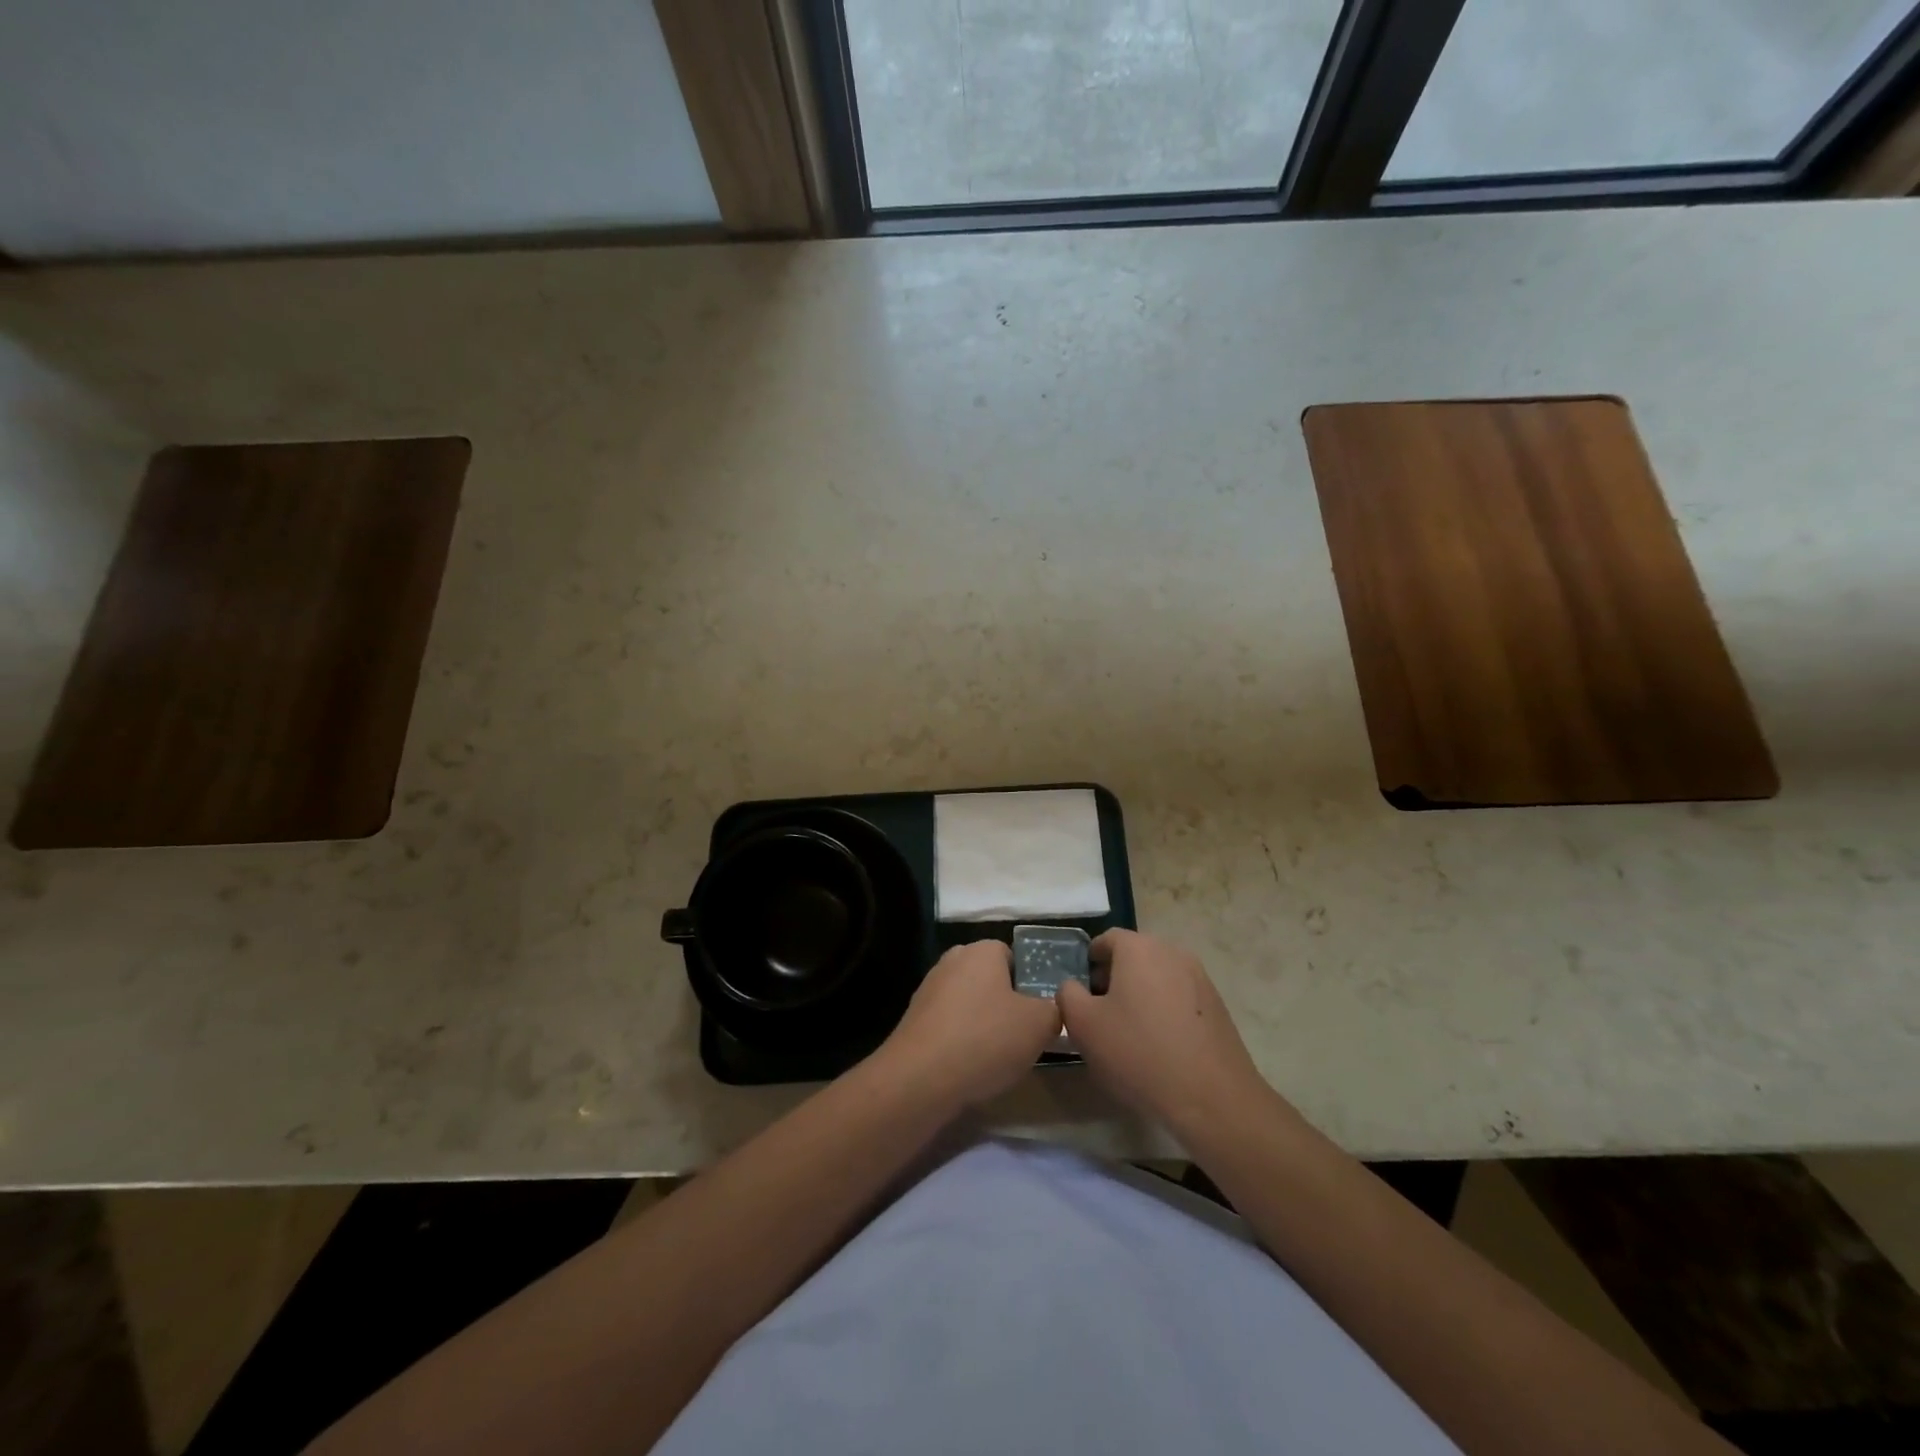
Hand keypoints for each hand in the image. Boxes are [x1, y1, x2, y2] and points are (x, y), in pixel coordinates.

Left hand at [876, 940, 1060, 1105]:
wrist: (920, 1078)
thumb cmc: (985, 1039)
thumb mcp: (1039, 1024)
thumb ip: (1054, 1010)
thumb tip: (1051, 1009)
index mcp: (981, 951)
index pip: (1013, 956)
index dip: (1030, 983)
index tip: (1040, 1012)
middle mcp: (952, 961)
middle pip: (990, 980)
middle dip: (1006, 1005)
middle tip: (1023, 1036)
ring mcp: (928, 990)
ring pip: (969, 1004)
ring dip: (983, 1025)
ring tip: (998, 1058)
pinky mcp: (914, 1020)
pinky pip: (949, 1026)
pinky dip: (961, 1042)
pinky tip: (970, 1068)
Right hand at [1058, 929, 1264, 1135]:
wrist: (1211, 1097)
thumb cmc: (1139, 1052)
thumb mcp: (1084, 1025)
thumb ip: (1068, 996)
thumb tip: (1073, 986)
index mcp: (1139, 948)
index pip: (1106, 939)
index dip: (1089, 962)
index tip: (1081, 991)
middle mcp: (1172, 952)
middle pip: (1134, 956)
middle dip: (1114, 978)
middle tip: (1100, 1013)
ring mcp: (1199, 978)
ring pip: (1157, 976)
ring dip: (1140, 994)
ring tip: (1129, 1031)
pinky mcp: (1217, 1005)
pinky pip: (1179, 997)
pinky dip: (1164, 1010)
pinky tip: (1159, 1044)